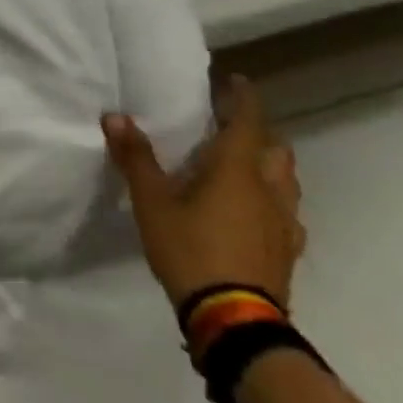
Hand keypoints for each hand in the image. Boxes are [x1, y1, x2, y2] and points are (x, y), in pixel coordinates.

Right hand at [103, 76, 305, 311]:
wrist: (234, 320)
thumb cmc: (190, 249)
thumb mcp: (152, 202)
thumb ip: (136, 158)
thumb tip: (115, 116)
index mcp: (237, 170)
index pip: (248, 121)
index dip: (243, 98)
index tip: (235, 81)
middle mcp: (269, 190)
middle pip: (276, 150)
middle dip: (258, 133)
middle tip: (231, 127)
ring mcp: (284, 223)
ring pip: (286, 181)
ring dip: (269, 166)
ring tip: (244, 167)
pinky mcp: (287, 251)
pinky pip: (286, 213)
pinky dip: (273, 200)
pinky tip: (256, 213)